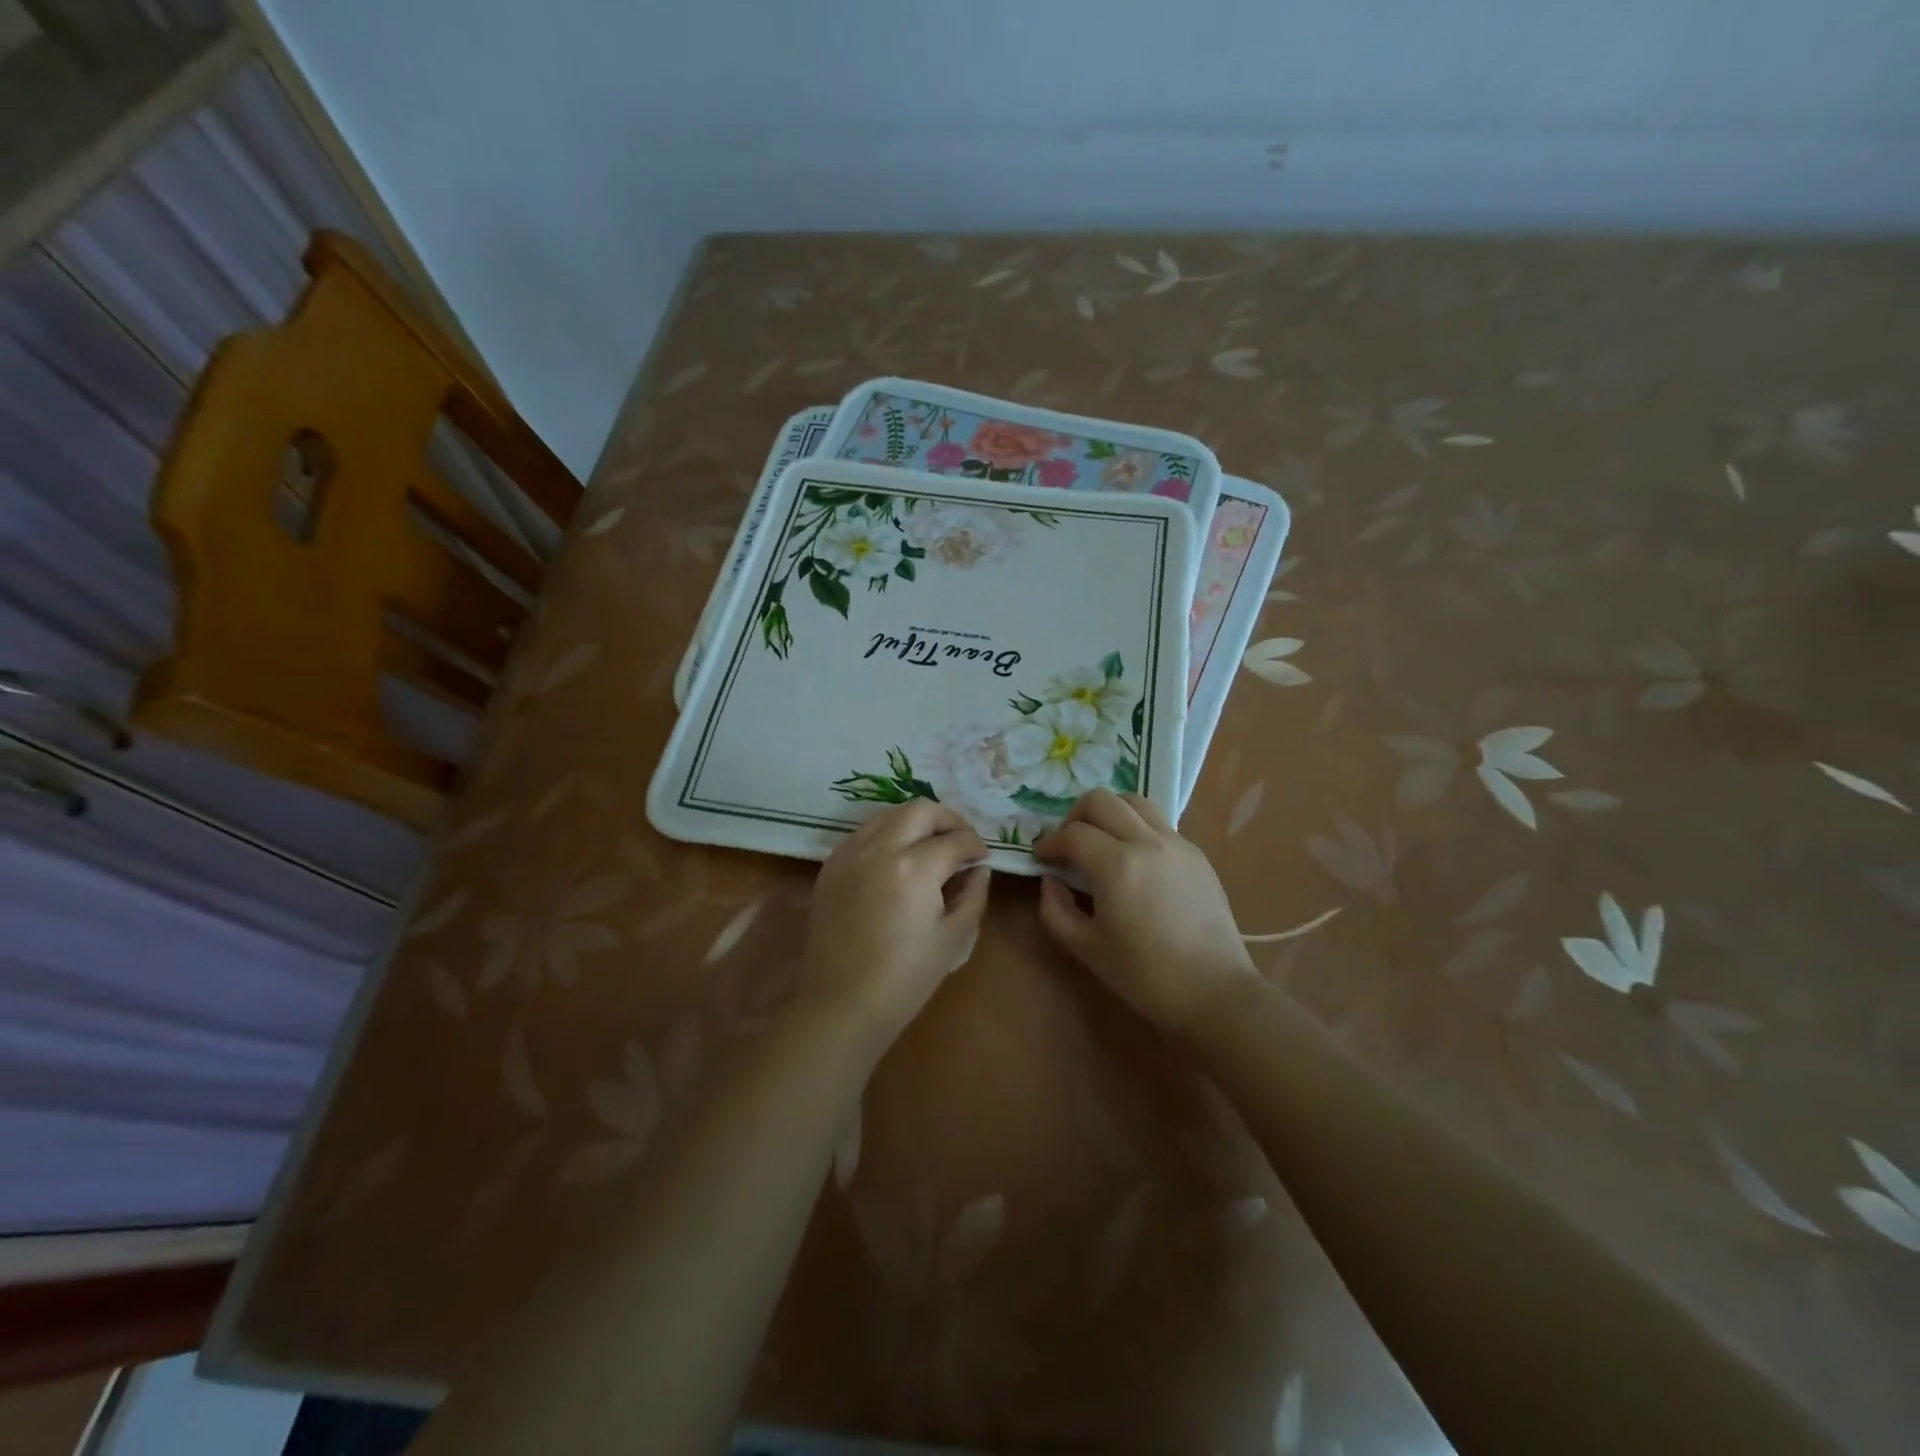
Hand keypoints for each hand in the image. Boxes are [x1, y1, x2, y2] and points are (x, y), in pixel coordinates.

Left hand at [802, 801, 990, 1043]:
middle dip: (948, 819)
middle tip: (960, 842)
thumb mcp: (953, 939)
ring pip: (888, 814)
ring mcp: (849, 854)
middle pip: (920, 810)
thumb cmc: (905, 979)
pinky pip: (863, 833)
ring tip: (929, 845)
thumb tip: (979, 870)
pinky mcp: (830, 866)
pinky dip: (886, 835)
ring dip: (915, 822)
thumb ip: (972, 895)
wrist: (841, 1005)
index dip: (976, 845)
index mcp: (914, 868)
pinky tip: (896, 859)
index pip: (956, 840)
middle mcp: (879, 849)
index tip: (982, 858)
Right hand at [1034, 789, 1256, 1034]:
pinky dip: (1136, 827)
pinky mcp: (1196, 853)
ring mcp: (1176, 843)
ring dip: (1108, 813)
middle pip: (1101, 800)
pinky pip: (1158, 822)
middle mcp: (1147, 842)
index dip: (1049, 842)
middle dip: (1074, 816)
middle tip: (1068, 845)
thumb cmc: (1144, 976)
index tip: (1041, 857)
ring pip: (1133, 801)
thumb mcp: (1085, 948)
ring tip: (1100, 841)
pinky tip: (1133, 858)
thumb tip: (1051, 879)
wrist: (1213, 992)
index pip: (1072, 833)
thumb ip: (1055, 909)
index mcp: (1117, 866)